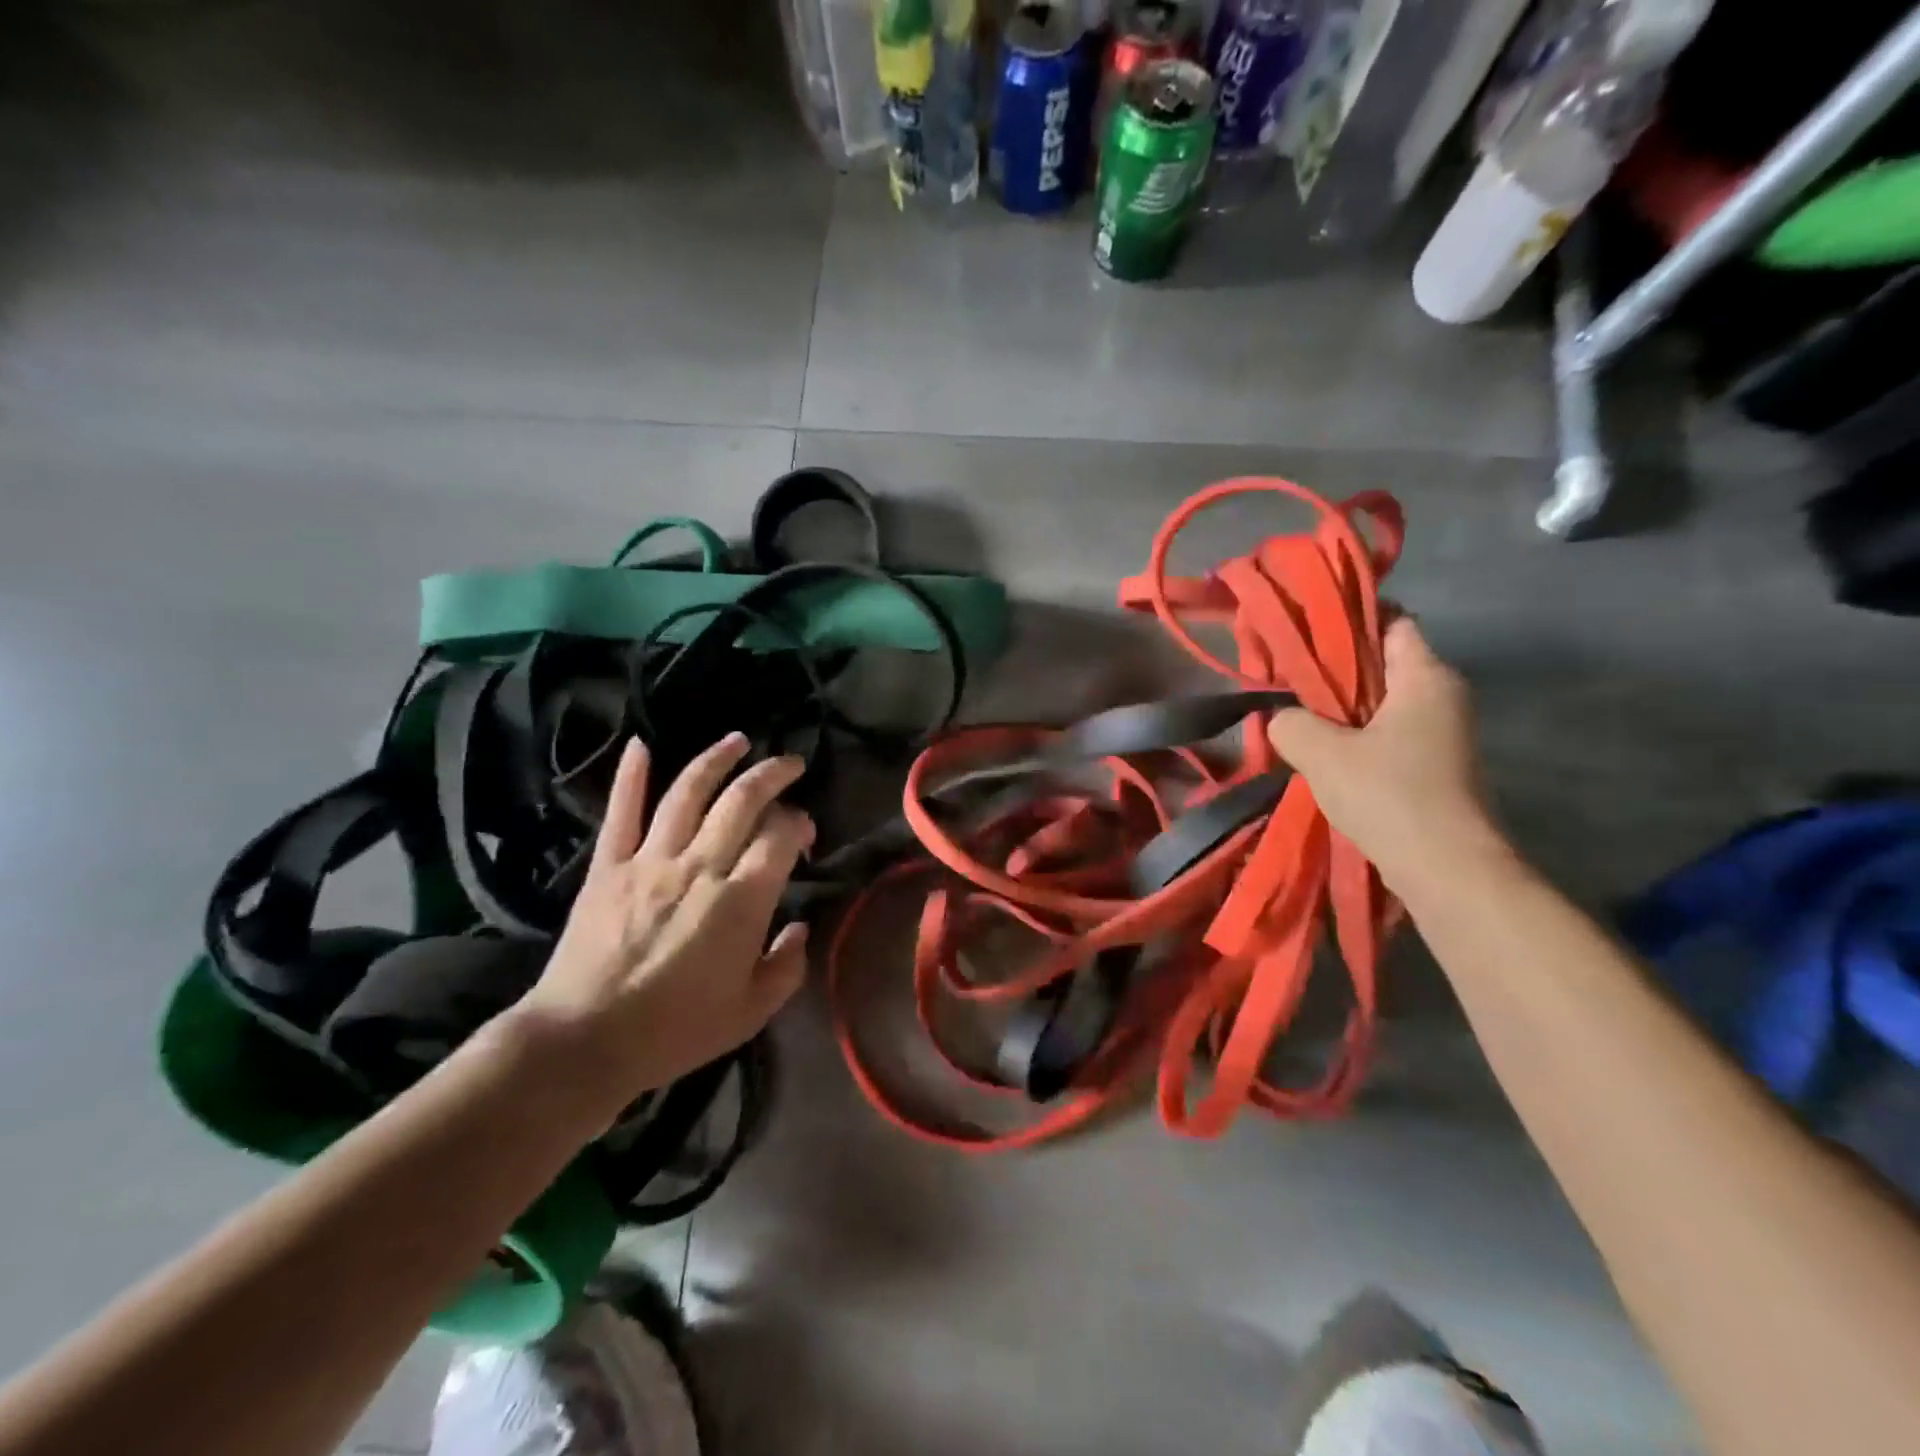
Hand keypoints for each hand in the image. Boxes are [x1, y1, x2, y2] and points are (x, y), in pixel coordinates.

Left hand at [513, 732, 815, 1124]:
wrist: (584, 1041)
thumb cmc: (675, 1031)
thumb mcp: (751, 1012)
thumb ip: (787, 966)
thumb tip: (798, 927)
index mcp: (740, 901)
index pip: (780, 837)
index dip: (799, 824)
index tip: (805, 834)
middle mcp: (699, 867)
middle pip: (742, 801)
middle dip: (771, 774)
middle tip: (789, 764)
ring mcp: (650, 861)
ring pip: (688, 793)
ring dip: (716, 760)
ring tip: (738, 741)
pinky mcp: (608, 867)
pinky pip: (622, 812)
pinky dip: (630, 776)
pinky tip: (640, 745)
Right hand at [1267, 617, 1502, 892]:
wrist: (1447, 870)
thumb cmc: (1389, 795)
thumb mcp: (1321, 753)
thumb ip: (1290, 724)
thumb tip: (1280, 719)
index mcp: (1425, 677)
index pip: (1393, 623)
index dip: (1350, 621)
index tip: (1307, 631)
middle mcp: (1444, 697)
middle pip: (1385, 664)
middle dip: (1336, 670)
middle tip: (1288, 678)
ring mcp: (1445, 735)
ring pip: (1384, 704)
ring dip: (1344, 710)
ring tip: (1297, 717)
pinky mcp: (1438, 768)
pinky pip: (1390, 736)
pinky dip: (1358, 738)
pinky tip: (1324, 755)